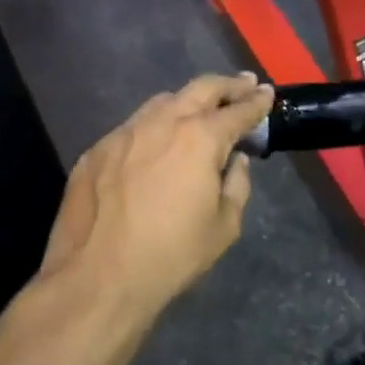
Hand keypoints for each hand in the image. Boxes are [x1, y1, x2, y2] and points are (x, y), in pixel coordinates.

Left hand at [41, 73, 274, 325]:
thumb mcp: (223, 227)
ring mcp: (124, 132)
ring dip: (187, 101)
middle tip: (244, 84)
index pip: (237, 111)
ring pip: (162, 102)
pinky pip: (132, 128)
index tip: (268, 93)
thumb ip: (236, 185)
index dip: (257, 102)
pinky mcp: (97, 149)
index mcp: (200, 138)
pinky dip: (153, 128)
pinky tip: (155, 145)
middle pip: (201, 88)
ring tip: (200, 109)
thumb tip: (235, 162)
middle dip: (227, 85)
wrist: (96, 280)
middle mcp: (162, 122)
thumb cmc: (170, 256)